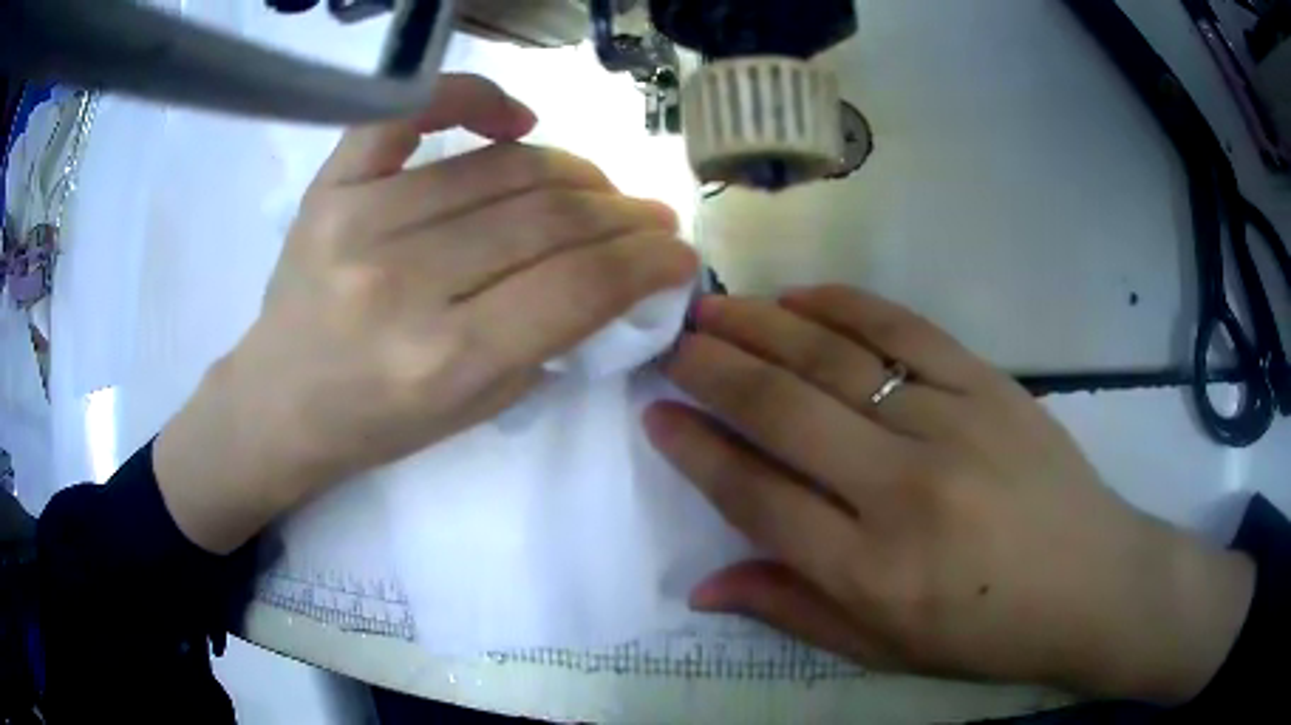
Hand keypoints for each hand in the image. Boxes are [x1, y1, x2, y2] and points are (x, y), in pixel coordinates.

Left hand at [156, 74, 696, 553]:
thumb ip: (550, 339)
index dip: (646, 261)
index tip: (679, 252)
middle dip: (621, 214)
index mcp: (444, 360)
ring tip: (597, 185)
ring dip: (572, 168)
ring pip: (501, 166)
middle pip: (547, 217)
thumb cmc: (375, 424)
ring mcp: (360, 221)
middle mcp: (403, 284)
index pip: (578, 286)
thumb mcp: (477, 410)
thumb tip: (618, 272)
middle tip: (649, 217)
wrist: (278, 404)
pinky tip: (514, 118)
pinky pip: (409, 110)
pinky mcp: (330, 186)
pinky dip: (471, 96)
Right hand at [644, 287, 1253, 702]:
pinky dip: (843, 304)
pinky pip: (903, 328)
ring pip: (833, 357)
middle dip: (710, 368)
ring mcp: (951, 423)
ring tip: (713, 308)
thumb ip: (791, 611)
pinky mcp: (989, 384)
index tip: (655, 414)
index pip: (754, 495)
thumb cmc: (987, 633)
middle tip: (670, 341)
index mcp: (870, 571)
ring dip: (761, 326)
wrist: (1093, 583)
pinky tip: (800, 296)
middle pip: (781, 410)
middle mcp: (902, 489)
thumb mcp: (884, 650)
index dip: (694, 450)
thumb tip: (702, 586)